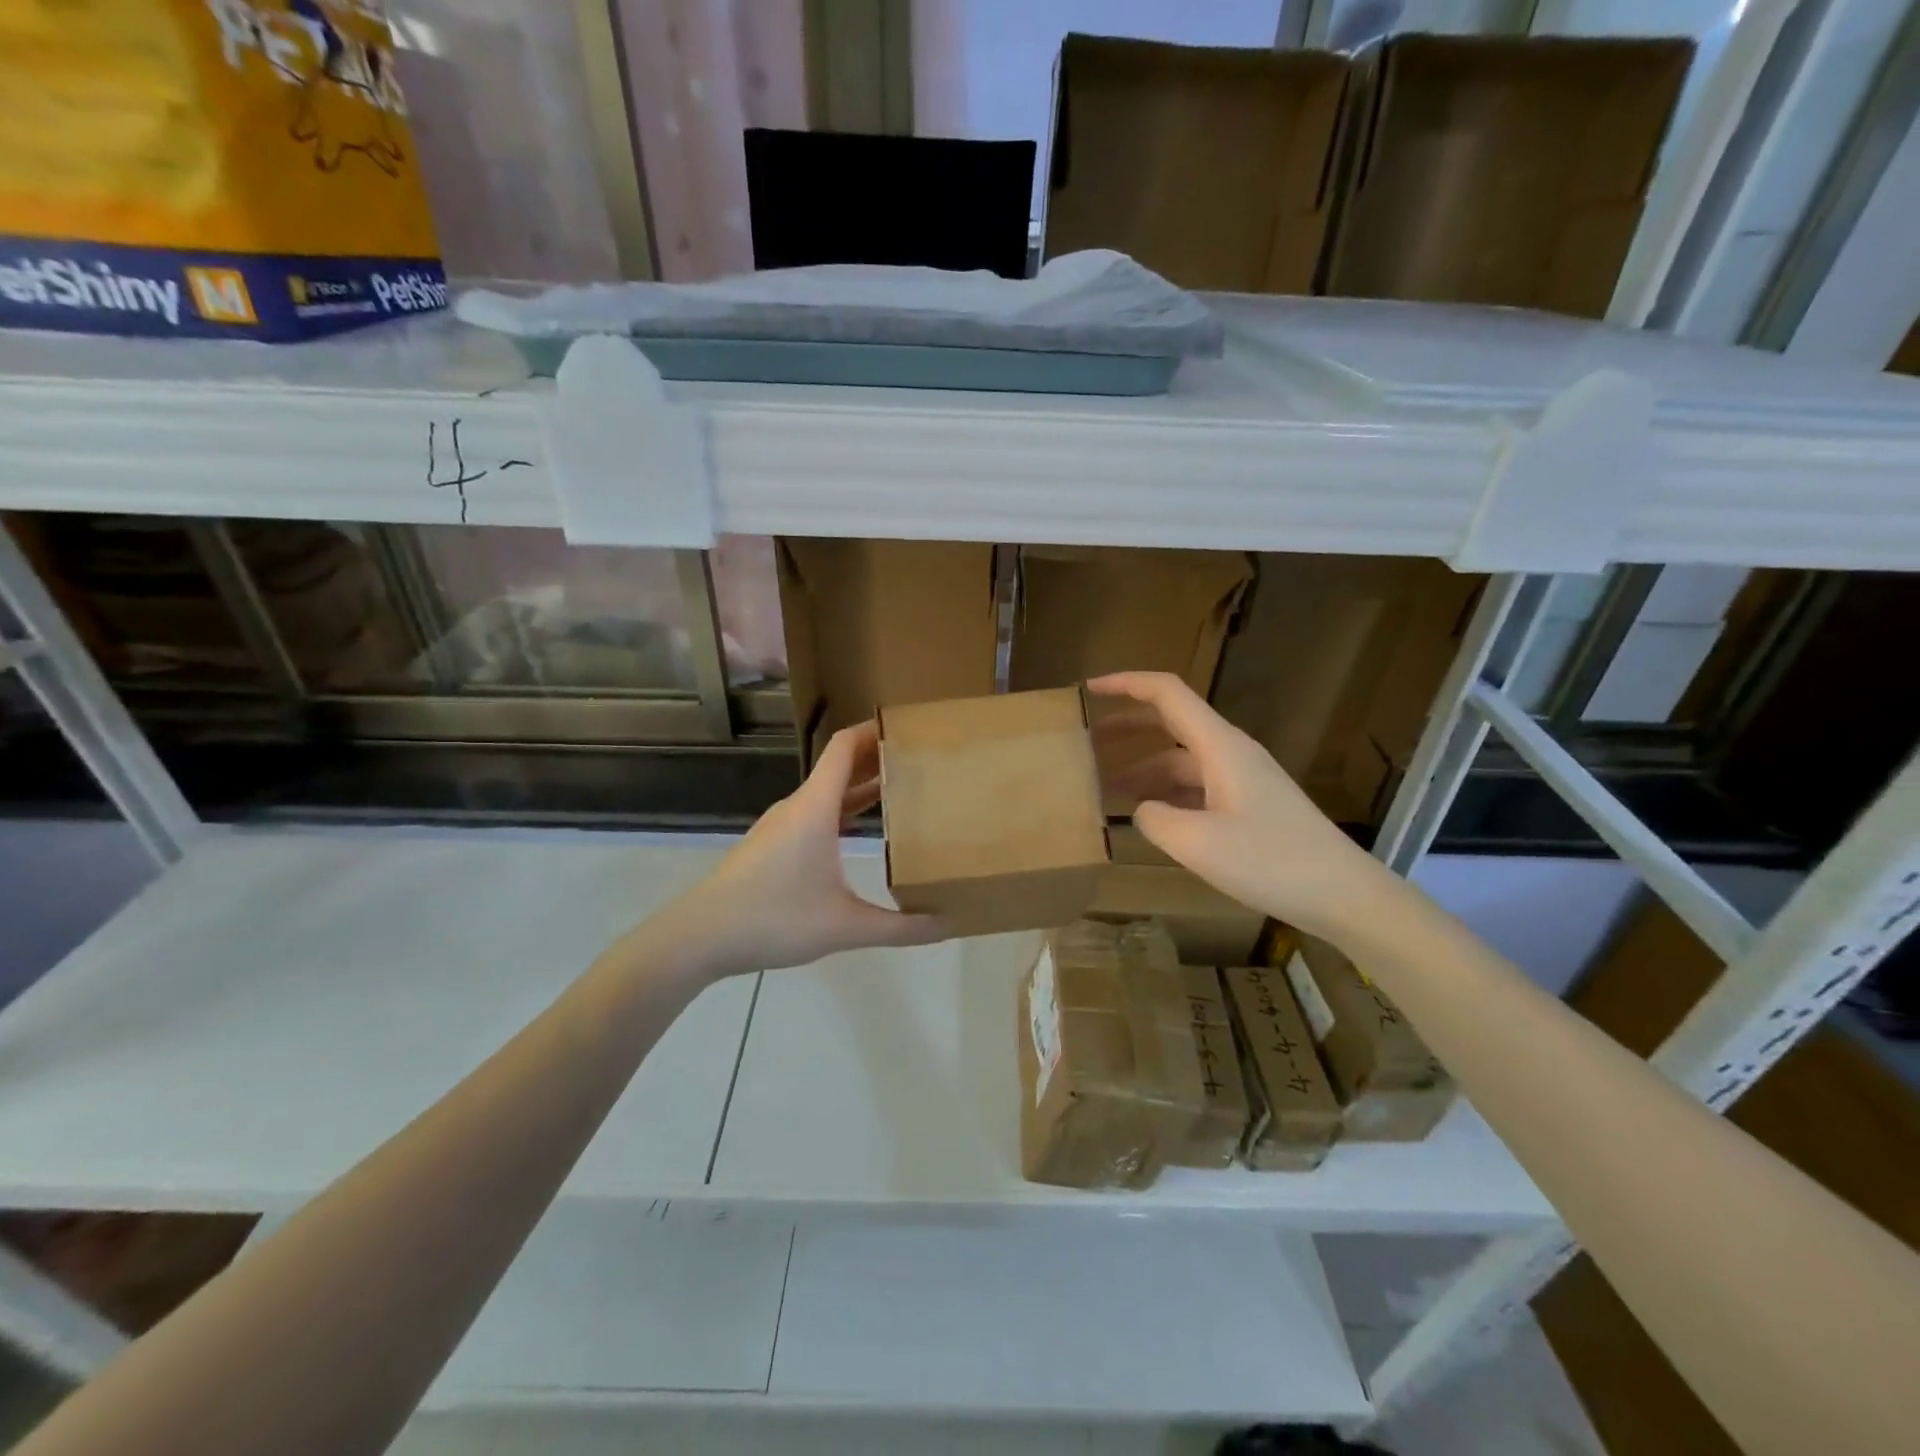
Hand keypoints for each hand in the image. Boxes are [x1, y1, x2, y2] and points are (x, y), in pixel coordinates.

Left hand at [648, 722, 945, 979]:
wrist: (699, 937)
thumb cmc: (773, 919)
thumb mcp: (844, 927)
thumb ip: (900, 928)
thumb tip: (947, 924)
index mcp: (815, 808)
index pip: (845, 747)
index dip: (874, 730)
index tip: (910, 727)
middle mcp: (798, 807)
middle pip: (840, 765)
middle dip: (878, 758)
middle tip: (920, 760)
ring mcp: (781, 825)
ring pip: (827, 792)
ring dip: (860, 785)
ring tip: (900, 790)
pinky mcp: (772, 845)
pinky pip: (815, 812)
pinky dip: (842, 809)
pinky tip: (860, 831)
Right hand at [1089, 671, 1405, 944]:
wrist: (1343, 894)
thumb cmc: (1271, 861)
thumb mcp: (1197, 843)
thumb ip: (1155, 819)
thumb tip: (1142, 810)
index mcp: (1219, 745)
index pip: (1167, 693)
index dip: (1125, 684)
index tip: (1088, 690)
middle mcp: (1229, 752)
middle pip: (1170, 722)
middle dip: (1125, 727)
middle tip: (1085, 743)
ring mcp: (1241, 779)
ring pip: (1180, 760)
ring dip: (1142, 768)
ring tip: (1103, 790)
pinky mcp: (1248, 805)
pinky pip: (1195, 786)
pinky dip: (1165, 793)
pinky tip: (1147, 817)